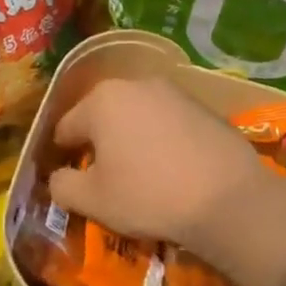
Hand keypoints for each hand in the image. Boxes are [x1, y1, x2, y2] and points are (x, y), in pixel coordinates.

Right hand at [48, 77, 285, 266]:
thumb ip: (62, 185)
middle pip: (102, 117)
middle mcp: (135, 85)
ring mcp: (174, 92)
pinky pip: (168, 124)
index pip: (65, 128)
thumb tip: (58, 178)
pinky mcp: (204, 107)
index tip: (71, 181)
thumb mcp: (92, 200)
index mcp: (101, 101)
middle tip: (105, 180)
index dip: (63, 156)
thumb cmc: (148, 196)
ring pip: (137, 117)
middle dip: (99, 144)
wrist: (228, 199)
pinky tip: (173, 170)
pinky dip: (162, 142)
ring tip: (141, 175)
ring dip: (132, 141)